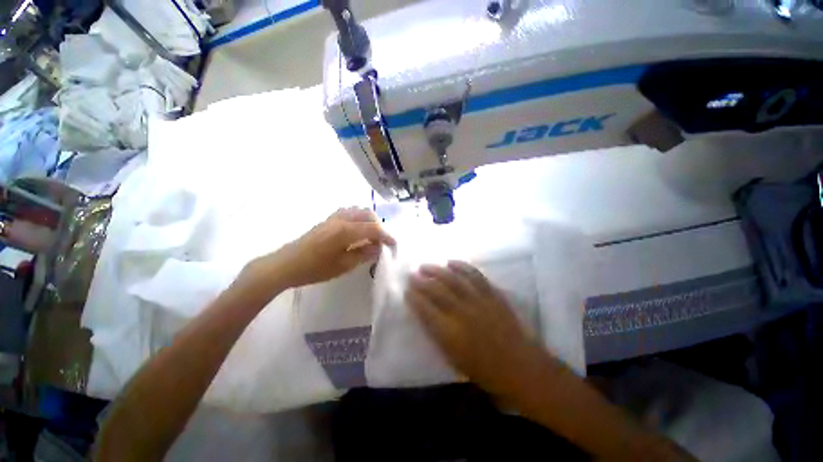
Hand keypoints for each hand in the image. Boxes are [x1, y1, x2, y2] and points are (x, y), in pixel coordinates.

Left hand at [244, 207, 395, 291]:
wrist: (285, 265)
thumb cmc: (314, 269)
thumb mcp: (343, 266)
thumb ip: (363, 254)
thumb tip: (379, 248)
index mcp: (347, 231)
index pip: (374, 229)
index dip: (387, 236)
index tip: (394, 245)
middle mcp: (342, 219)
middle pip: (368, 215)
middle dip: (379, 226)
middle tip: (382, 241)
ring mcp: (333, 217)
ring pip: (358, 210)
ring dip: (369, 220)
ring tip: (372, 235)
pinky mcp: (327, 219)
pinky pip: (348, 212)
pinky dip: (358, 217)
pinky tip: (357, 229)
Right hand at [406, 261, 552, 398]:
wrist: (521, 367)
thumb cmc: (485, 371)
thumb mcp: (454, 360)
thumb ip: (438, 336)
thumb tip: (427, 316)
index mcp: (451, 334)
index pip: (426, 311)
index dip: (414, 299)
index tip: (407, 291)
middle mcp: (463, 314)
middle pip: (437, 291)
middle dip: (421, 281)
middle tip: (412, 274)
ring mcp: (479, 301)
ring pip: (454, 279)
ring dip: (437, 270)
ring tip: (426, 265)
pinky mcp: (492, 295)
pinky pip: (475, 276)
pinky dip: (462, 267)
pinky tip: (452, 262)